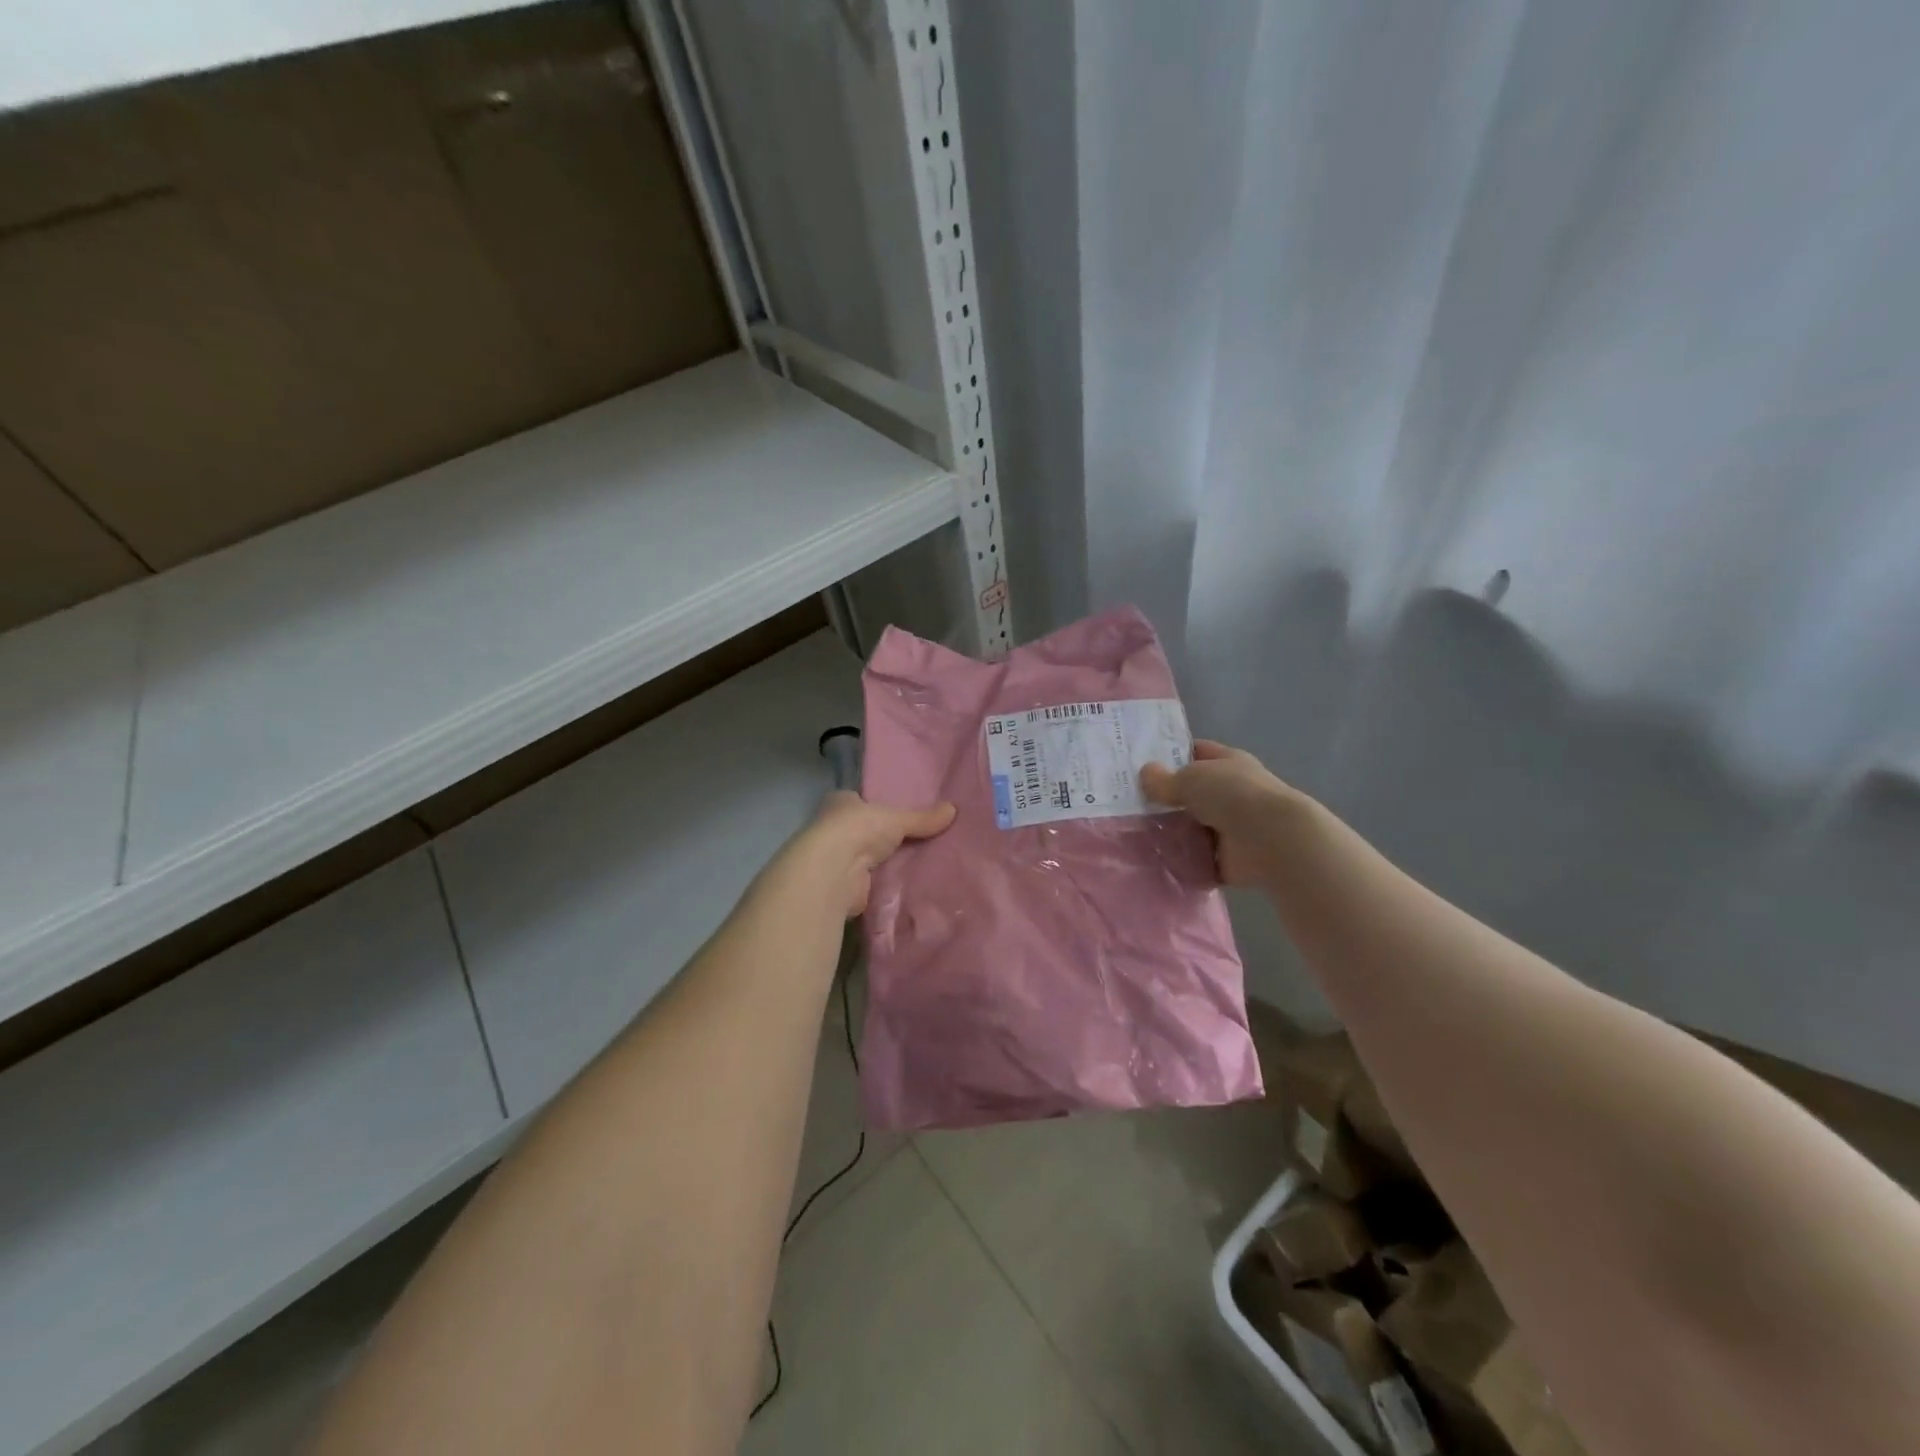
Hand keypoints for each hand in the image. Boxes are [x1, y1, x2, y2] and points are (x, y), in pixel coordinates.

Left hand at [785, 791, 955, 917]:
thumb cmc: (858, 829)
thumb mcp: (897, 818)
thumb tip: (954, 809)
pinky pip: (872, 882)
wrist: (834, 872)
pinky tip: (910, 886)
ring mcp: (837, 859)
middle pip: (866, 832)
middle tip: (922, 841)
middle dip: (886, 838)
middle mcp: (834, 829)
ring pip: (869, 858)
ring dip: (887, 863)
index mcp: (840, 803)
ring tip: (923, 864)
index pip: (860, 801)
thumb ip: (923, 818)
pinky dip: (887, 884)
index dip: (878, 807)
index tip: (902, 814)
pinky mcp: (845, 886)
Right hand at [1140, 740, 1299, 886]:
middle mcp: (1230, 792)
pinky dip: (1179, 860)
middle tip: (1128, 802)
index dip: (1170, 754)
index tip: (1140, 762)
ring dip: (1169, 831)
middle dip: (1164, 798)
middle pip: (1191, 792)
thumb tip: (1145, 774)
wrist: (1273, 841)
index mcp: (1228, 762)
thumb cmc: (1233, 796)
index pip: (1196, 752)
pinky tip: (1151, 858)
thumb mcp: (1191, 778)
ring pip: (1191, 826)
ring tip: (1132, 833)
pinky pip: (1195, 858)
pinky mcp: (1227, 858)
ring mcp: (1230, 827)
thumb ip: (1165, 779)